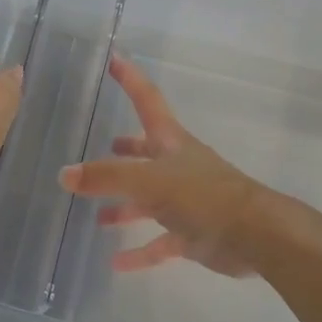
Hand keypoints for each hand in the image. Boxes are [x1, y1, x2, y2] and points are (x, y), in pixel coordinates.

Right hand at [59, 56, 268, 275]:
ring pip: (149, 200)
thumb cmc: (204, 195)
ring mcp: (187, 201)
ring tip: (99, 215)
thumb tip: (64, 175)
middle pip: (146, 153)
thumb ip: (106, 177)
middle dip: (126, 151)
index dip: (130, 79)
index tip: (114, 59)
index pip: (147, 100)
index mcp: (171, 142)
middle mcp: (178, 166)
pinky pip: (160, 241)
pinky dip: (140, 251)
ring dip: (125, 206)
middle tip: (102, 149)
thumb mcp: (150, 181)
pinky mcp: (193, 233)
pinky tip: (117, 263)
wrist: (256, 236)